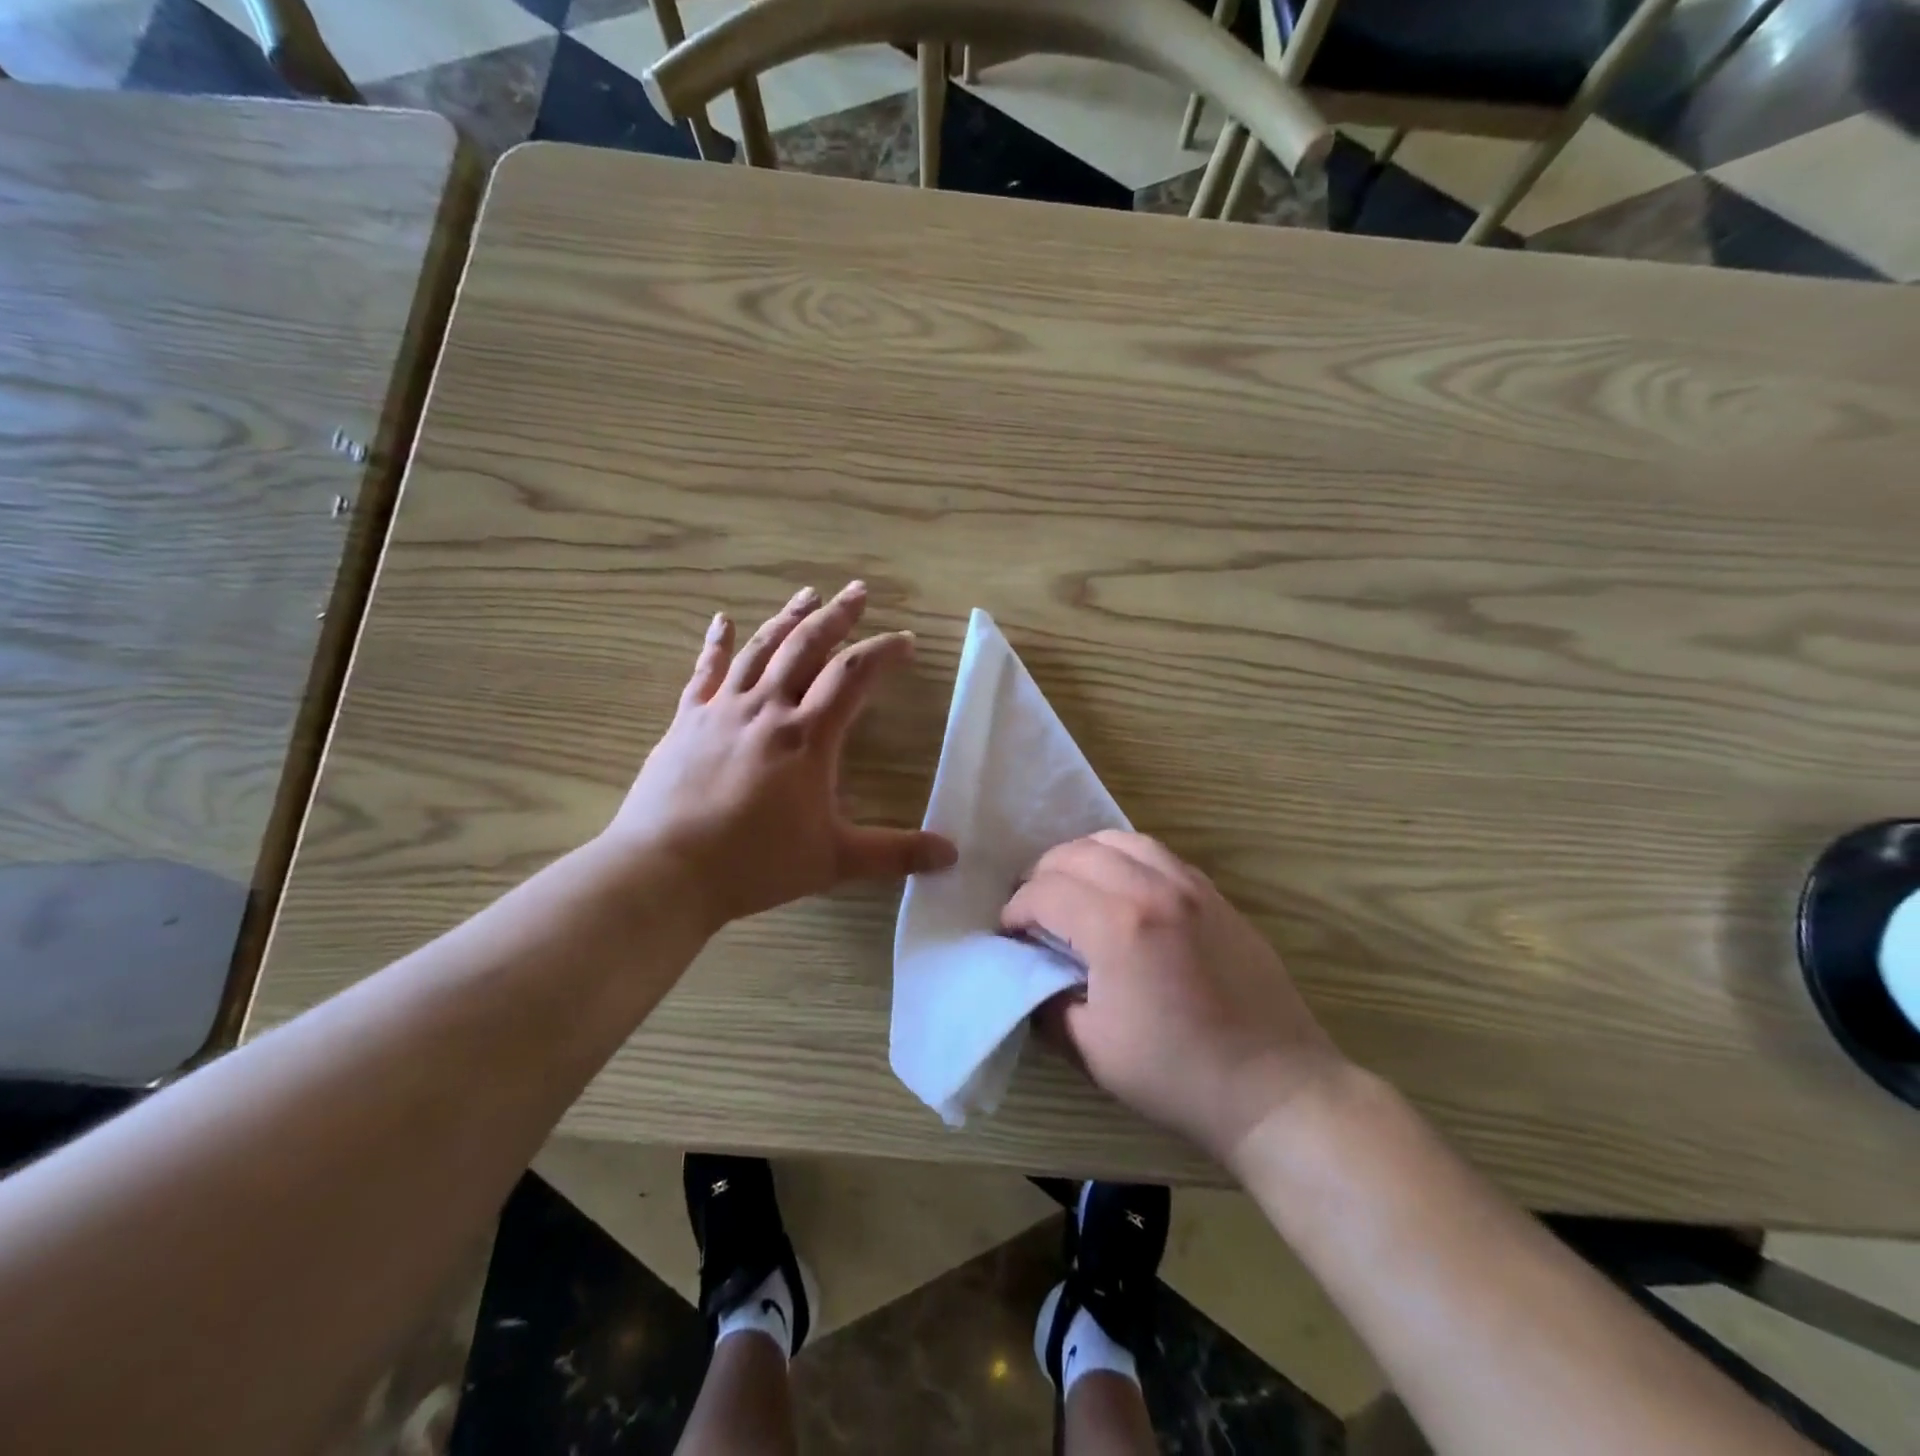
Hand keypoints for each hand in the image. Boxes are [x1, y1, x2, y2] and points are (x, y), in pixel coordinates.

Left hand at [608, 582, 955, 931]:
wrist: (664, 870)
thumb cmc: (755, 863)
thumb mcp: (834, 860)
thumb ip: (895, 853)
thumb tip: (953, 854)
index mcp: (807, 735)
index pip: (853, 676)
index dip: (883, 653)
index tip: (907, 641)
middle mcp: (767, 708)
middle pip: (807, 647)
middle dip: (837, 616)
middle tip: (858, 591)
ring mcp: (722, 710)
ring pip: (761, 650)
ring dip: (788, 618)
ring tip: (808, 594)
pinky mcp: (686, 721)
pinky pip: (704, 672)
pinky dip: (717, 643)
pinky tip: (722, 620)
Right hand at [1001, 831, 1343, 1162]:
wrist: (1274, 1088)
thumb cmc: (1177, 1075)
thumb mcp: (1092, 1049)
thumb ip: (1047, 1002)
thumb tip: (1030, 972)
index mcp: (1118, 926)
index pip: (1045, 892)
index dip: (1016, 911)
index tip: (1010, 935)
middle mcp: (1153, 889)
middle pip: (1076, 853)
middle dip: (1042, 876)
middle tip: (1034, 912)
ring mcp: (1191, 886)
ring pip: (1119, 840)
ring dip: (1083, 858)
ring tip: (1073, 890)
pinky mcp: (1216, 894)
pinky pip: (1157, 853)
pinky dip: (1124, 859)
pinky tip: (1122, 891)